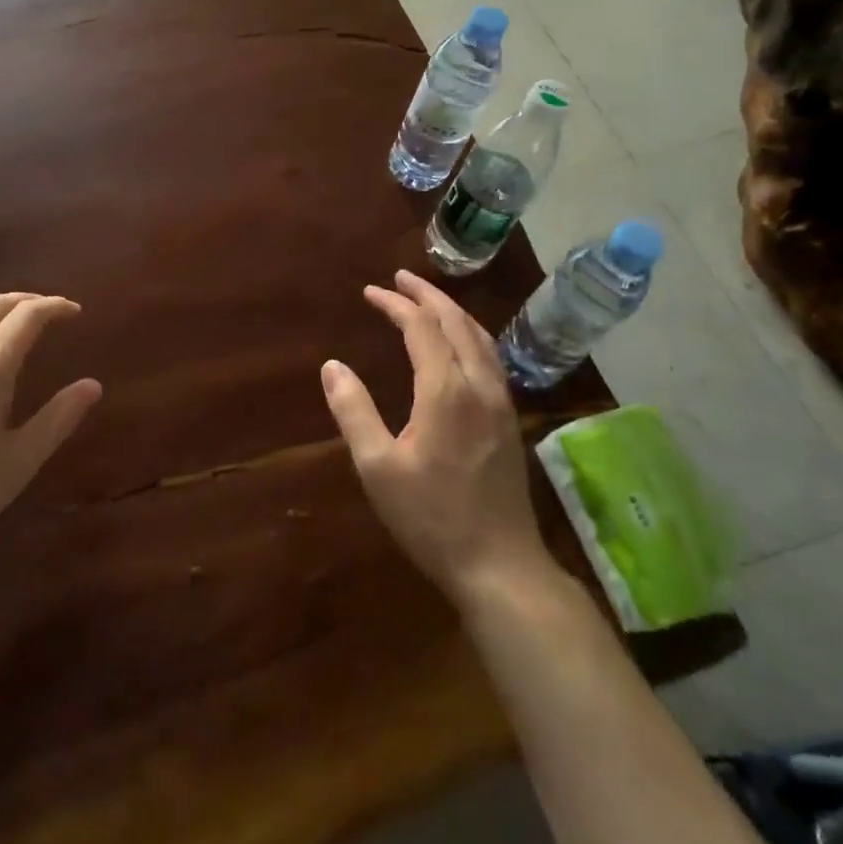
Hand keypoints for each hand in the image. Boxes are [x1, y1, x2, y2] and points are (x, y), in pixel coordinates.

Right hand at [321, 270, 550, 602]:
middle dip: (427, 295)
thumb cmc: (431, 517)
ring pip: (480, 337)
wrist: (500, 565)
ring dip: (452, 311)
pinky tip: (460, 345)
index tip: (370, 292)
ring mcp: (501, 402)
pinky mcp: (510, 420)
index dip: (395, 304)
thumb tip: (332, 366)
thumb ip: (353, 411)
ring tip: (428, 300)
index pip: (421, 327)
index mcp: (446, 390)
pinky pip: (490, 357)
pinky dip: (470, 334)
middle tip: (400, 278)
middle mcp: (479, 385)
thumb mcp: (377, 467)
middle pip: (456, 322)